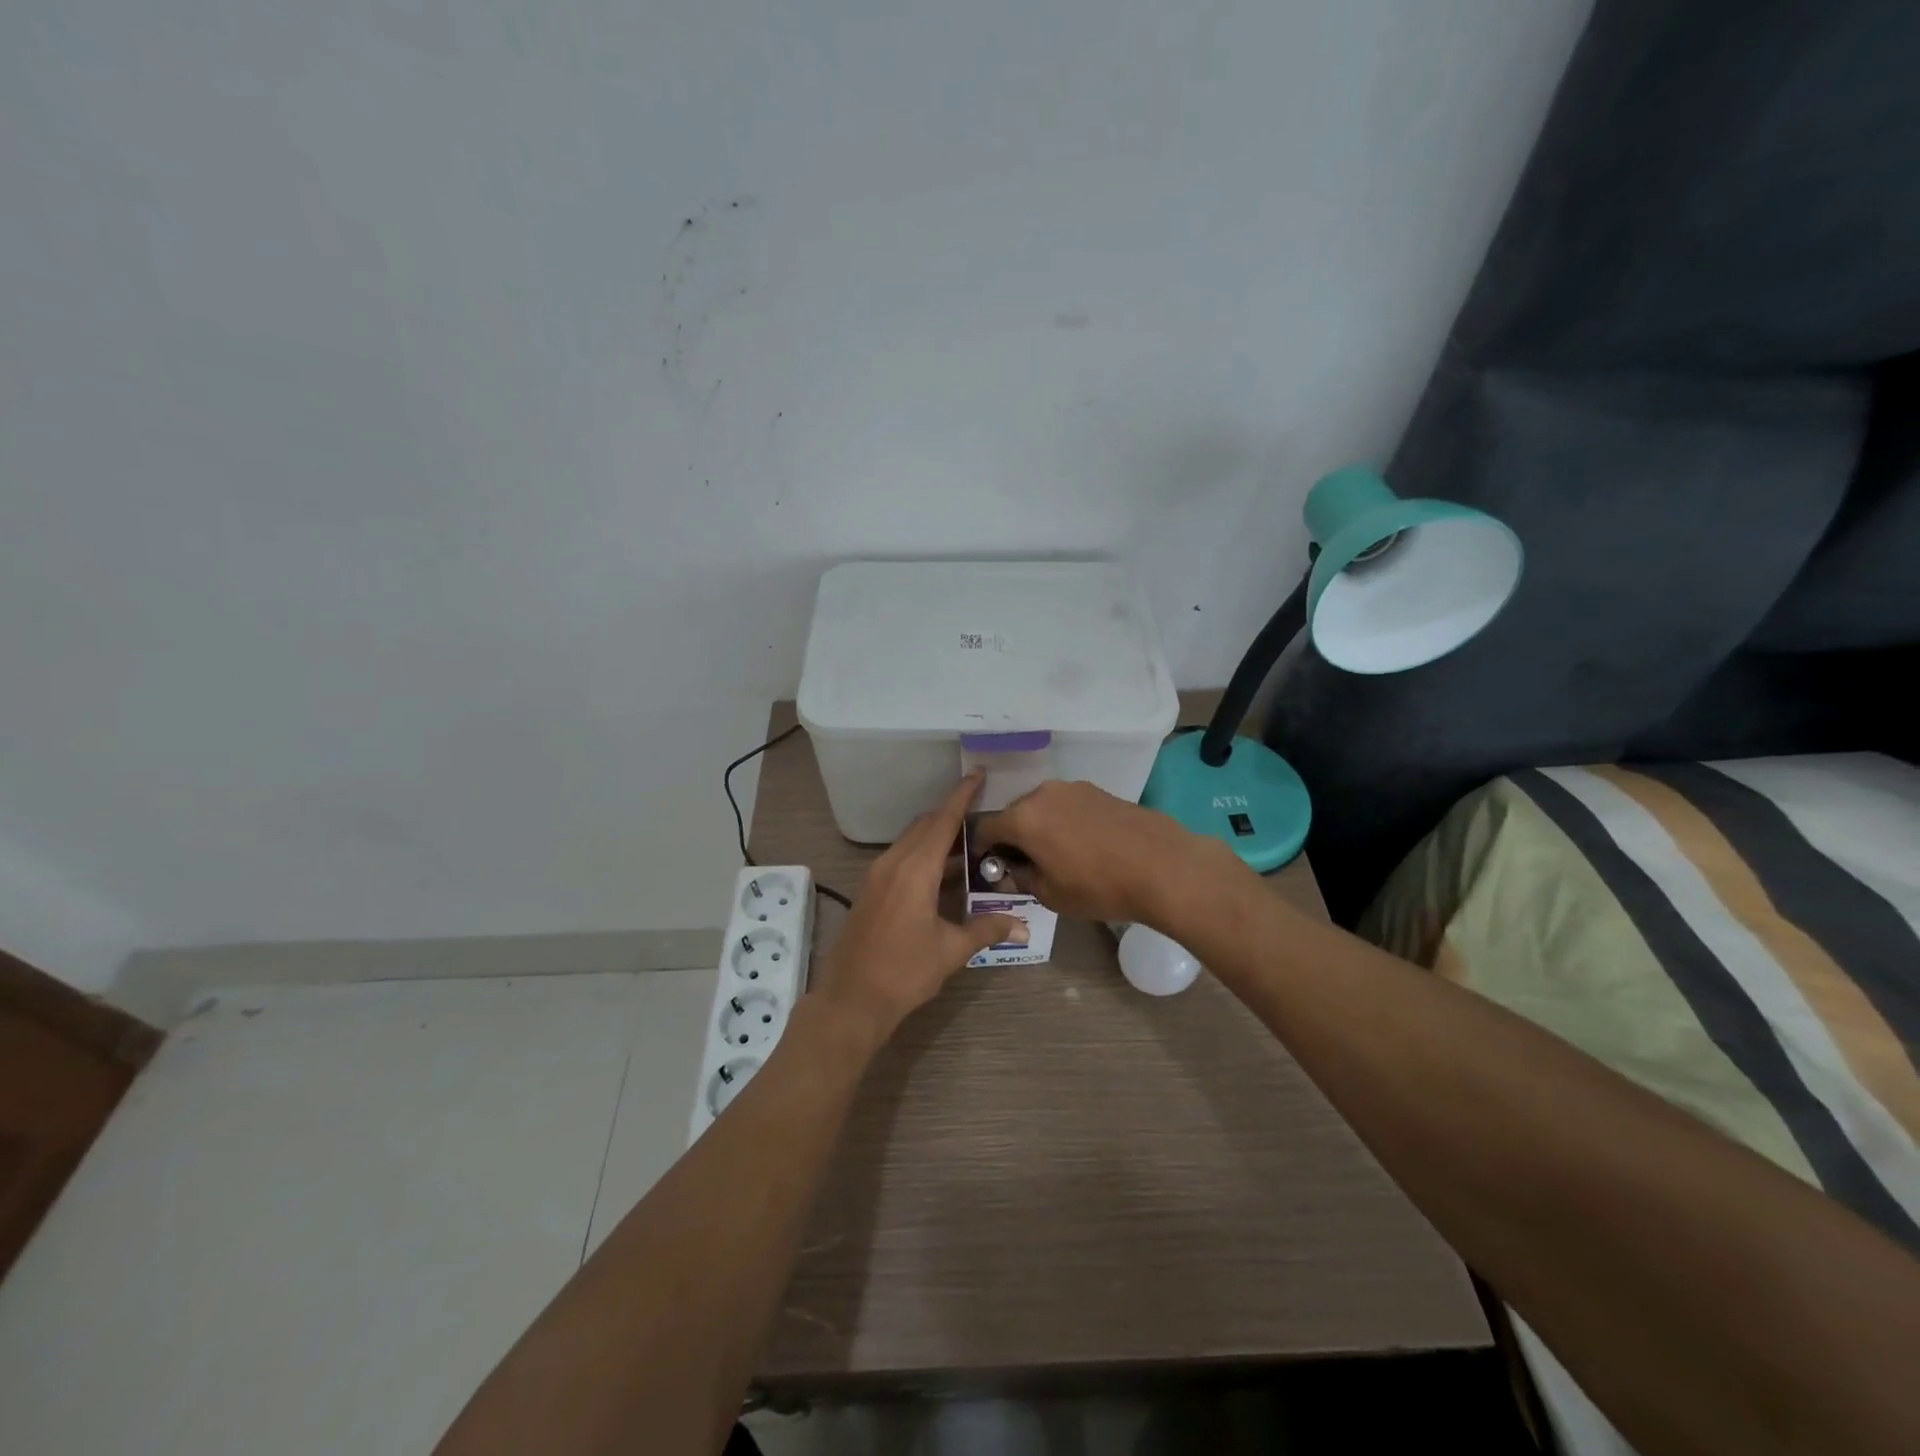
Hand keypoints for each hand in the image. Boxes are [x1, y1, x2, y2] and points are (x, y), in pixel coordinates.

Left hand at [813, 771, 1026, 1045]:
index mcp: (915, 870)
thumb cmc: (904, 972)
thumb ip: (986, 930)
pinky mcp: (869, 889)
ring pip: (910, 841)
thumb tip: (1021, 925)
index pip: (943, 821)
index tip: (977, 773)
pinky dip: (922, 853)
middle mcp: (893, 863)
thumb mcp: (951, 950)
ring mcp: (876, 875)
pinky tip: (940, 874)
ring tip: (967, 846)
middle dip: (951, 815)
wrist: (851, 1000)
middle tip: (982, 817)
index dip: (962, 795)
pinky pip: (899, 857)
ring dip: (936, 836)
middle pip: (925, 825)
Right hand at [975, 780, 1240, 928]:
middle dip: (1012, 838)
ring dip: (1040, 828)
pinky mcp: (1098, 790)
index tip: (987, 866)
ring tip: (1057, 855)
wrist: (1163, 866)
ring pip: (1042, 808)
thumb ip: (1022, 879)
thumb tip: (1010, 872)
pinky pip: (1067, 806)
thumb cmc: (1100, 886)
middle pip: (1013, 814)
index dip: (980, 849)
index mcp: (1023, 818)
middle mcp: (1042, 794)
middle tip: (1024, 865)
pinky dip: (1064, 822)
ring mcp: (1073, 788)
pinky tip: (1083, 845)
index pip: (985, 829)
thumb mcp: (1052, 894)